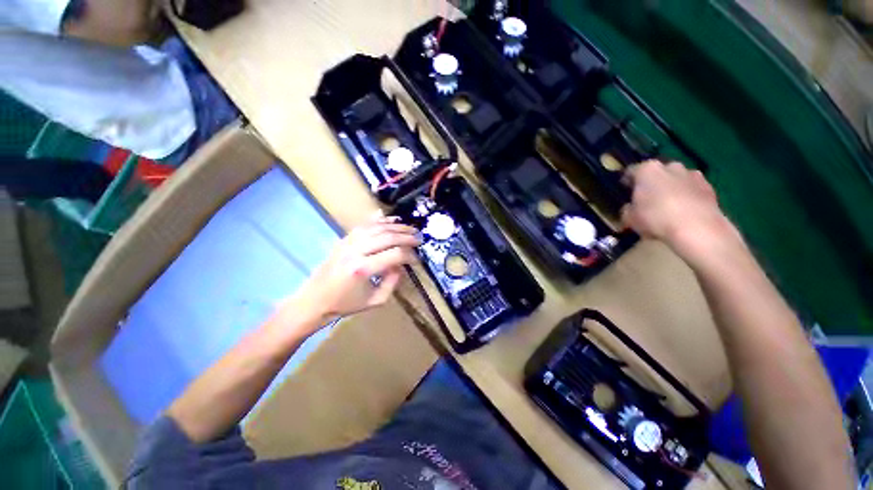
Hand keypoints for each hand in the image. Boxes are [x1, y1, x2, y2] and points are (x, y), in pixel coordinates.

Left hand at [292, 216, 419, 325]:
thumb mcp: (376, 300)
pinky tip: (392, 220)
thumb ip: (393, 282)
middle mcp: (355, 251)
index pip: (394, 254)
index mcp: (363, 269)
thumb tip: (401, 265)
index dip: (409, 255)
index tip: (417, 259)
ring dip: (396, 226)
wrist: (314, 299)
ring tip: (410, 228)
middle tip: (419, 238)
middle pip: (387, 237)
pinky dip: (380, 221)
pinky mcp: (344, 239)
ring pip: (377, 227)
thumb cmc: (346, 304)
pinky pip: (365, 225)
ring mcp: (348, 242)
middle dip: (406, 236)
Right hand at [621, 160, 738, 261]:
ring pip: (676, 179)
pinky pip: (692, 189)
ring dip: (671, 189)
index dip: (626, 182)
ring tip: (667, 207)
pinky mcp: (709, 187)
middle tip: (646, 200)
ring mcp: (692, 175)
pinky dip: (687, 197)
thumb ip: (627, 209)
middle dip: (652, 183)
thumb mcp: (629, 218)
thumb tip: (630, 208)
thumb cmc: (656, 219)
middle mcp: (670, 166)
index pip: (631, 171)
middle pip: (657, 172)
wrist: (697, 229)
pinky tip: (683, 213)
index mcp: (647, 170)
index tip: (625, 192)